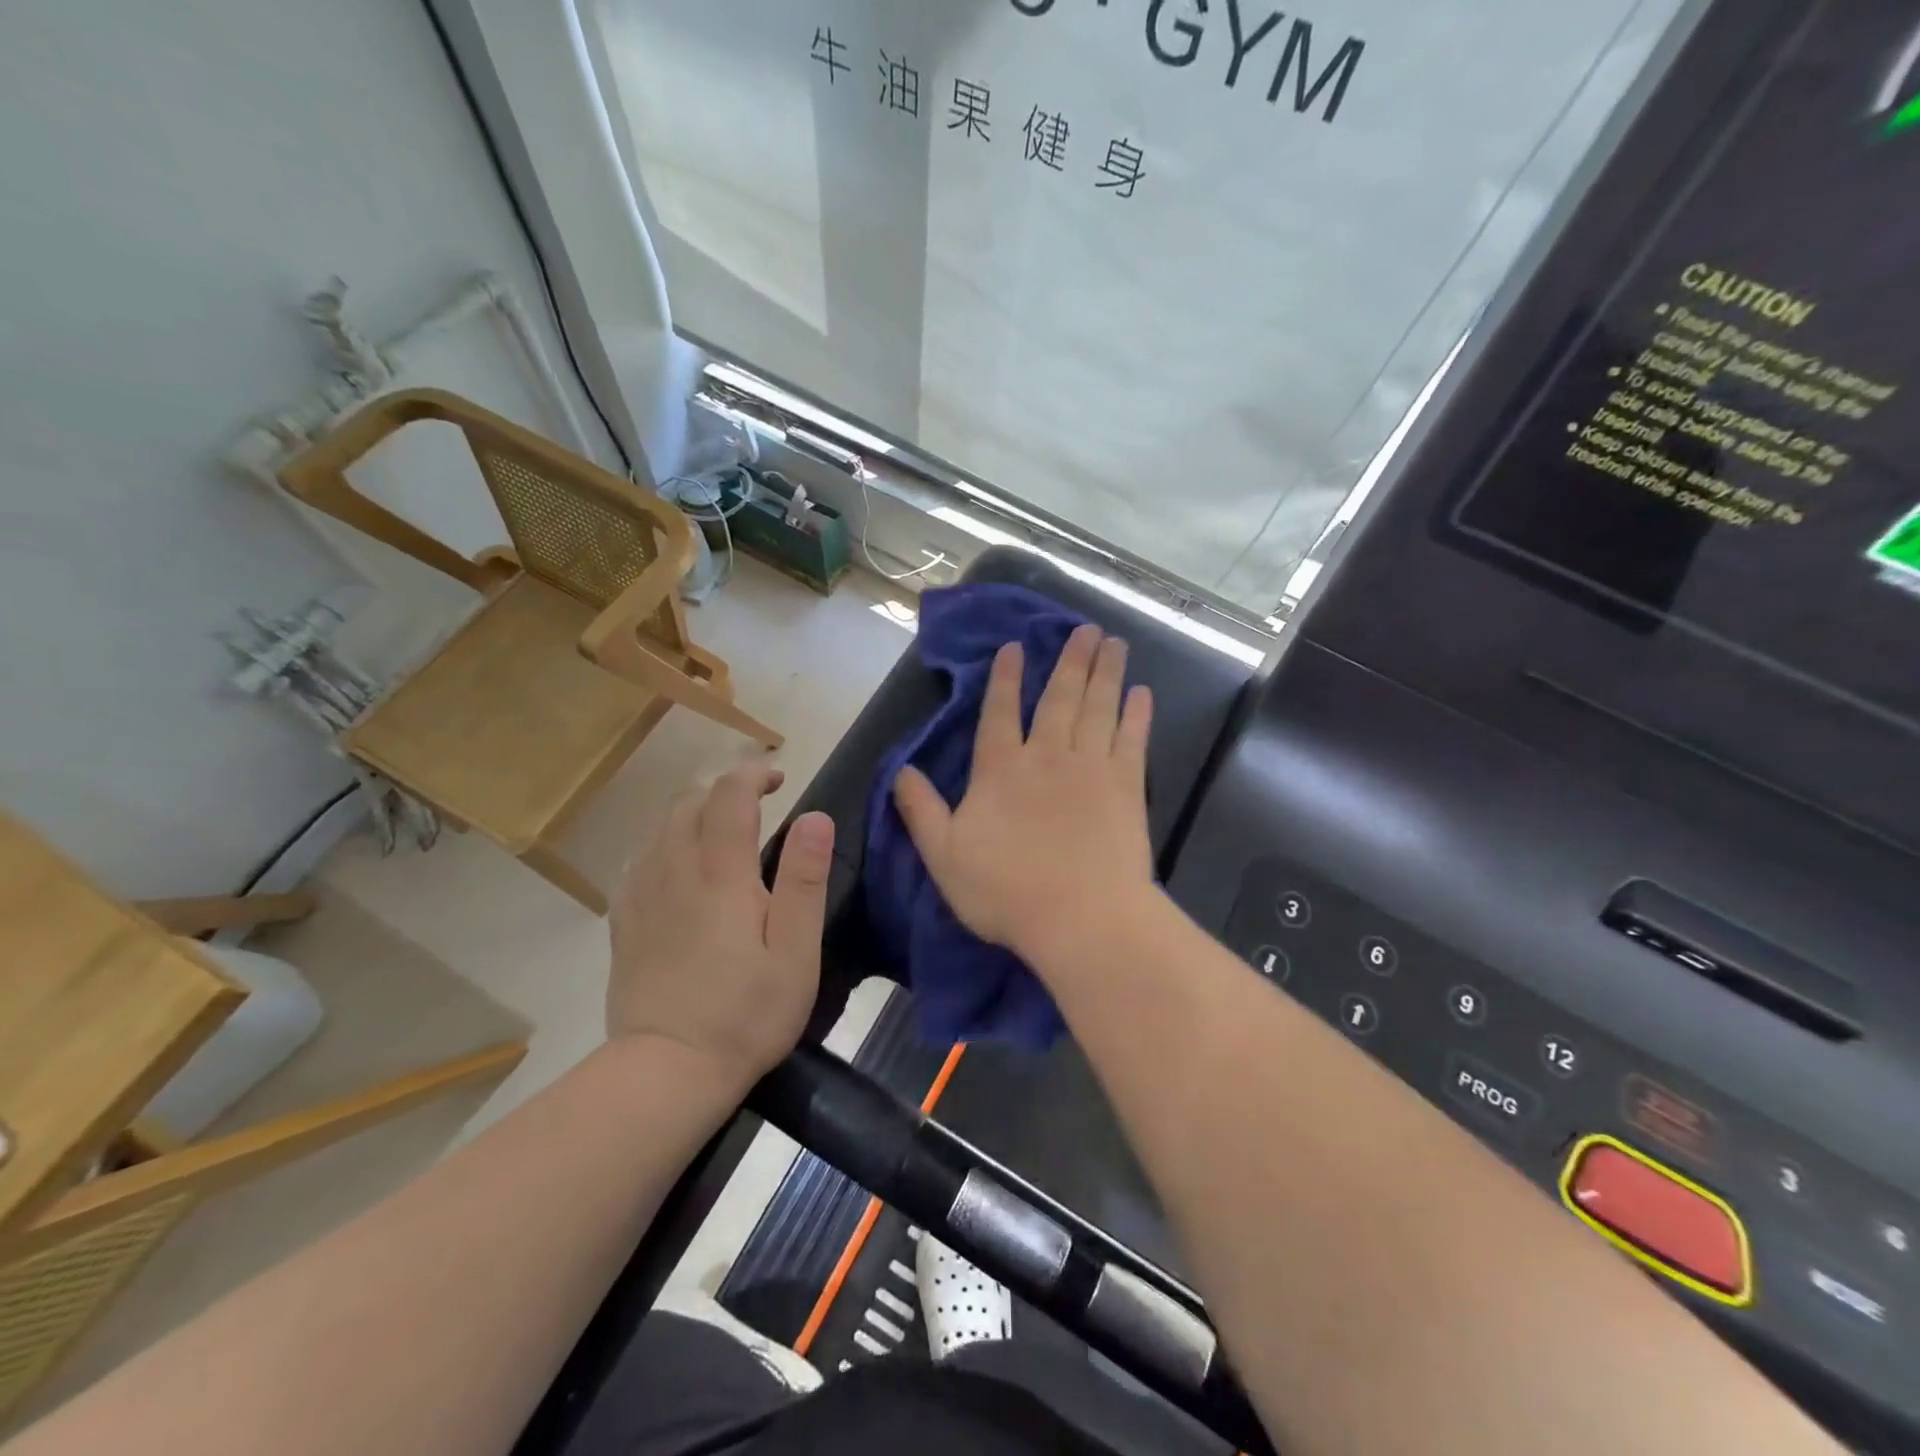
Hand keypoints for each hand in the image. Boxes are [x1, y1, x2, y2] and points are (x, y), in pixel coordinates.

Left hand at [609, 763, 834, 1084]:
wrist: (666, 1072)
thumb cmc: (746, 1013)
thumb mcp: (796, 951)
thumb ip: (805, 879)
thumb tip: (816, 817)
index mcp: (721, 873)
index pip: (729, 794)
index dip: (752, 774)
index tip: (778, 778)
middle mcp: (675, 870)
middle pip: (688, 802)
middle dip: (723, 789)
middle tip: (756, 805)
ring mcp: (642, 896)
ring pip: (659, 827)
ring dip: (692, 813)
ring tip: (721, 832)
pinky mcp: (624, 922)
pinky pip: (639, 861)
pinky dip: (664, 845)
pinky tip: (679, 870)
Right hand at [893, 625, 1154, 968]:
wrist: (1081, 918)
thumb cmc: (1006, 891)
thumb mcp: (944, 856)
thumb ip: (921, 810)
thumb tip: (900, 770)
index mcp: (1001, 770)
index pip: (1000, 712)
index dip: (1006, 679)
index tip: (1016, 647)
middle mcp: (1047, 756)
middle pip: (1059, 698)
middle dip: (1070, 661)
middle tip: (1085, 629)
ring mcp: (1091, 767)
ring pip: (1098, 707)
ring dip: (1105, 673)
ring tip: (1113, 642)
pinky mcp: (1127, 787)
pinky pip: (1132, 740)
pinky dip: (1137, 714)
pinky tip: (1142, 693)